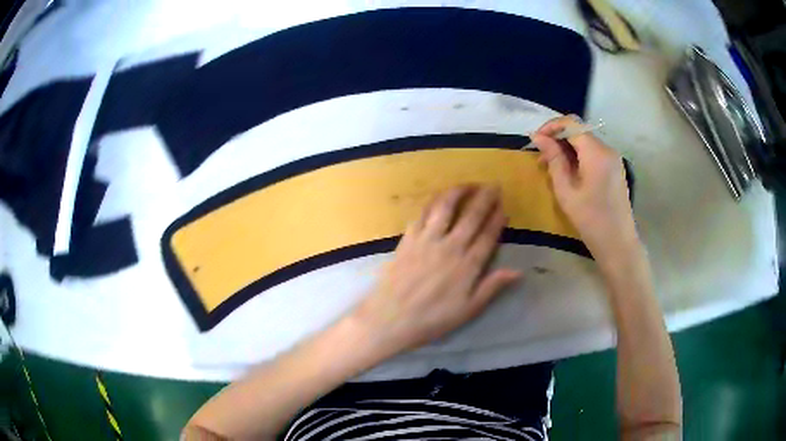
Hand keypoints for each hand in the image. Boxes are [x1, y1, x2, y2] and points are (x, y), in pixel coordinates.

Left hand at [350, 185, 520, 355]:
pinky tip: (438, 198)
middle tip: (493, 185)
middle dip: (484, 198)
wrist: (390, 318)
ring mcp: (427, 239)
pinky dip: (433, 203)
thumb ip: (492, 287)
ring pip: (445, 207)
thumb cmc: (432, 319)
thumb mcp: (468, 310)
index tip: (503, 207)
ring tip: (468, 184)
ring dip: (458, 192)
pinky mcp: (408, 239)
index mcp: (467, 264)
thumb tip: (518, 271)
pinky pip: (422, 214)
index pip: (487, 235)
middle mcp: (450, 246)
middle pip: (470, 216)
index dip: (496, 219)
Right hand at [531, 115, 638, 263]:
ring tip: (552, 167)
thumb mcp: (566, 191)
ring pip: (585, 142)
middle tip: (541, 157)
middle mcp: (607, 149)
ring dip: (567, 148)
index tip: (535, 140)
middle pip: (579, 131)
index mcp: (596, 152)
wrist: (618, 243)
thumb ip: (554, 159)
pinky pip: (593, 153)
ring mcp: (613, 158)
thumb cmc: (590, 220)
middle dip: (558, 138)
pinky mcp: (615, 168)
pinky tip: (569, 172)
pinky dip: (579, 156)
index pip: (571, 123)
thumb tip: (538, 137)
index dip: (551, 127)